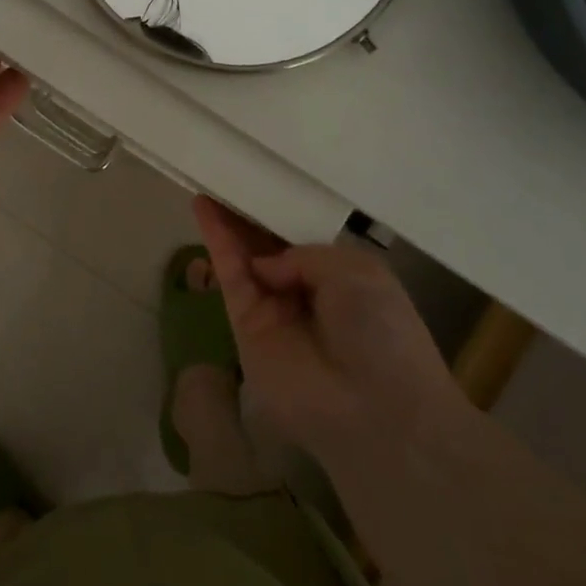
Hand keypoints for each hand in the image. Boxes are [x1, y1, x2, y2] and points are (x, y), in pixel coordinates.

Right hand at [193, 198, 462, 466]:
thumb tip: (265, 266)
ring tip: (208, 179)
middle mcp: (303, 292)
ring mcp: (272, 310)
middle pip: (266, 245)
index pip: (300, 240)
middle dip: (247, 214)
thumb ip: (304, 254)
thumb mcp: (356, 271)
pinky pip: (229, 275)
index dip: (278, 214)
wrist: (375, 409)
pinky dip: (216, 241)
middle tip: (224, 176)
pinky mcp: (245, 325)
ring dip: (225, 221)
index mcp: (339, 278)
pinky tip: (203, 208)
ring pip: (243, 256)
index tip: (259, 183)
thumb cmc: (381, 332)